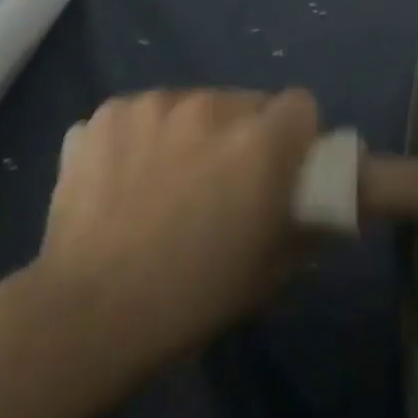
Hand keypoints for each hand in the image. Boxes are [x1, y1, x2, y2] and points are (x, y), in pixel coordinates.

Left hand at [26, 88, 319, 364]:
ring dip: (193, 131)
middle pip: (247, 102)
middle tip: (223, 181)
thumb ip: (311, 224)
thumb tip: (331, 205)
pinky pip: (145, 113)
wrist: (85, 315)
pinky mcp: (107, 113)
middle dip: (245, 133)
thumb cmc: (192, 297)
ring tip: (167, 181)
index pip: (302, 104)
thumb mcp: (271, 269)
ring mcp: (153, 105)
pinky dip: (145, 136)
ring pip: (194, 104)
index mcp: (260, 142)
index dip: (297, 136)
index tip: (282, 168)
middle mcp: (211, 107)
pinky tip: (126, 178)